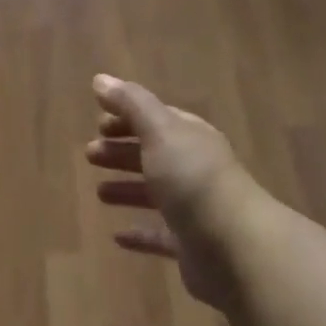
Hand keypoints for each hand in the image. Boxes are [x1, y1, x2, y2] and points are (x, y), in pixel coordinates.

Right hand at [87, 76, 262, 314]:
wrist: (235, 247)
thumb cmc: (193, 179)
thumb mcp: (160, 131)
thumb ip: (131, 104)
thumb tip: (100, 78)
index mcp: (190, 137)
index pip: (157, 119)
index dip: (127, 118)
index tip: (97, 123)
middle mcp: (194, 169)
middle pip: (154, 154)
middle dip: (122, 151)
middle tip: (89, 154)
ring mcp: (194, 208)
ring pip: (155, 194)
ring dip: (127, 189)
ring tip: (98, 192)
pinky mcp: (191, 246)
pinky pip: (160, 236)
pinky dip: (140, 234)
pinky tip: (118, 237)